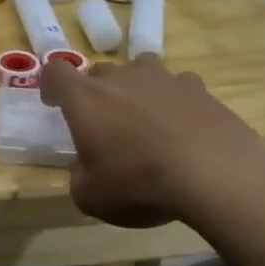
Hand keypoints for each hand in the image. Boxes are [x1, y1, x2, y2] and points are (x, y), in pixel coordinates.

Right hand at [38, 54, 264, 228]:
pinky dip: (174, 99)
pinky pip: (177, 84)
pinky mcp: (197, 87)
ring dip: (135, 87)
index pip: (55, 72)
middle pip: (99, 71)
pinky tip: (182, 124)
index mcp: (86, 99)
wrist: (213, 173)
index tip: (54, 102)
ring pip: (139, 68)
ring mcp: (161, 78)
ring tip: (143, 116)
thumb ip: (80, 177)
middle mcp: (121, 78)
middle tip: (103, 123)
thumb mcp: (91, 197)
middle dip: (95, 92)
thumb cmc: (139, 183)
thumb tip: (86, 169)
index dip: (50, 85)